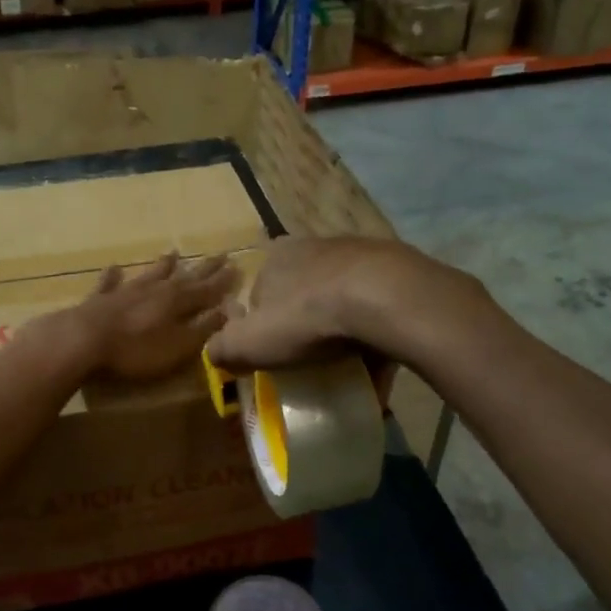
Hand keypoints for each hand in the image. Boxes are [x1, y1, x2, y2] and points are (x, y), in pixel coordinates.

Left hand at [24, 253, 237, 381]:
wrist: (82, 340)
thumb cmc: (136, 350)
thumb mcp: (179, 346)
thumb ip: (203, 328)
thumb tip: (228, 310)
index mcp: (177, 302)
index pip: (207, 289)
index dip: (223, 281)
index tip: (237, 267)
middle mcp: (154, 289)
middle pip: (183, 277)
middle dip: (203, 268)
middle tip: (219, 254)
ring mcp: (125, 291)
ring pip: (150, 274)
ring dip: (162, 265)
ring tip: (173, 252)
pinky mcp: (99, 299)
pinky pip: (110, 283)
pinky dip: (114, 276)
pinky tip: (115, 268)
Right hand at [206, 237, 453, 371]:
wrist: (386, 299)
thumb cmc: (307, 318)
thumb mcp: (249, 342)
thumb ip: (223, 349)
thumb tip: (214, 354)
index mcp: (276, 257)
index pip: (259, 291)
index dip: (261, 324)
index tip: (272, 353)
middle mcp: (315, 247)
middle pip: (302, 292)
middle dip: (304, 323)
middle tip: (310, 359)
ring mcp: (359, 255)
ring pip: (343, 298)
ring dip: (342, 327)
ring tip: (348, 363)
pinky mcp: (397, 271)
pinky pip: (379, 308)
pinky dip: (376, 332)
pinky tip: (380, 360)